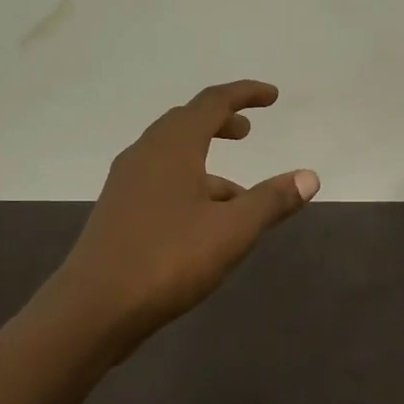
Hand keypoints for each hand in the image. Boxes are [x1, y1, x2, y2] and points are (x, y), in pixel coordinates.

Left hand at [59, 81, 318, 338]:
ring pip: (172, 156)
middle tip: (247, 131)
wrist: (94, 309)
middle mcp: (145, 155)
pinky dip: (190, 185)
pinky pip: (161, 182)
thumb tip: (309, 176)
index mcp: (172, 147)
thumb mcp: (232, 231)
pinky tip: (207, 223)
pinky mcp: (119, 212)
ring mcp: (127, 184)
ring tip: (240, 195)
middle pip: (186, 123)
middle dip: (220, 122)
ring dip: (207, 162)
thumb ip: (272, 200)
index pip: (212, 102)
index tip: (272, 97)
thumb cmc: (168, 259)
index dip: (244, 94)